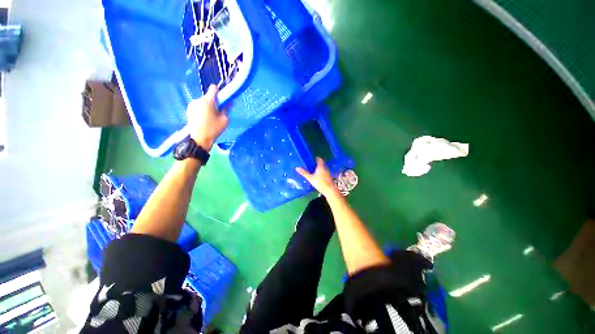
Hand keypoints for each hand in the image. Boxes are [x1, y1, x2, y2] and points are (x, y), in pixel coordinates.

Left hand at [187, 85, 228, 150]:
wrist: (199, 139)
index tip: (222, 99)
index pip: (213, 88)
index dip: (219, 92)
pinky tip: (204, 119)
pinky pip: (198, 106)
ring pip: (203, 102)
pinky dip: (202, 110)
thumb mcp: (224, 120)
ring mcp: (192, 105)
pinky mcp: (189, 110)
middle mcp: (198, 100)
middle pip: (208, 97)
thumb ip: (226, 109)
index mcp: (208, 101)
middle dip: (214, 102)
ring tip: (210, 117)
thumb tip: (229, 102)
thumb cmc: (214, 129)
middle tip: (218, 112)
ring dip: (207, 106)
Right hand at [296, 158, 339, 197]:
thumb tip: (297, 168)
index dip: (316, 158)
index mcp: (320, 167)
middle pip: (321, 163)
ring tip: (314, 170)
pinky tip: (318, 176)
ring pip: (323, 168)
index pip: (319, 159)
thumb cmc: (319, 183)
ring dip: (319, 168)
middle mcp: (325, 168)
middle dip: (317, 163)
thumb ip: (304, 173)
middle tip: (312, 164)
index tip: (313, 158)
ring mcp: (328, 173)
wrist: (329, 190)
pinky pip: (324, 172)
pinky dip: (321, 172)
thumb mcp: (310, 178)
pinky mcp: (329, 177)